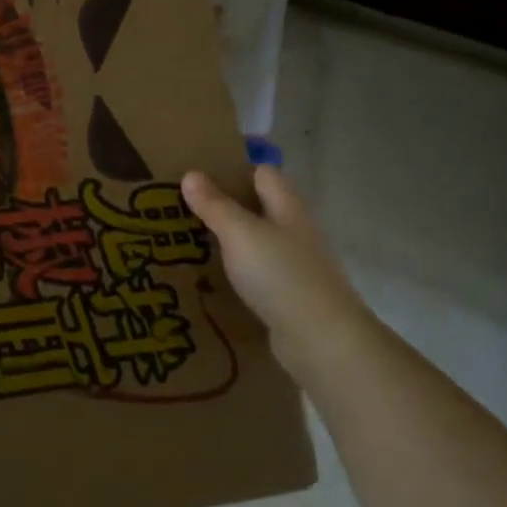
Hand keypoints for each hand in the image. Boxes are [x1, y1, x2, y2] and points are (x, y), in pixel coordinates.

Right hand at [181, 165, 376, 376]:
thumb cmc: (280, 274)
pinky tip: (213, 280)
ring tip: (190, 242)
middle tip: (184, 208)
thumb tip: (191, 174)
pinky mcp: (290, 296)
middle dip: (226, 205)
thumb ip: (215, 205)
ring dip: (230, 241)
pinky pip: (258, 274)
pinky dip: (237, 272)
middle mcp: (295, 231)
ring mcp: (295, 265)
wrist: (321, 338)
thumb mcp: (240, 233)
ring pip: (258, 242)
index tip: (198, 174)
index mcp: (287, 207)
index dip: (234, 169)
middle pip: (260, 207)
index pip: (263, 173)